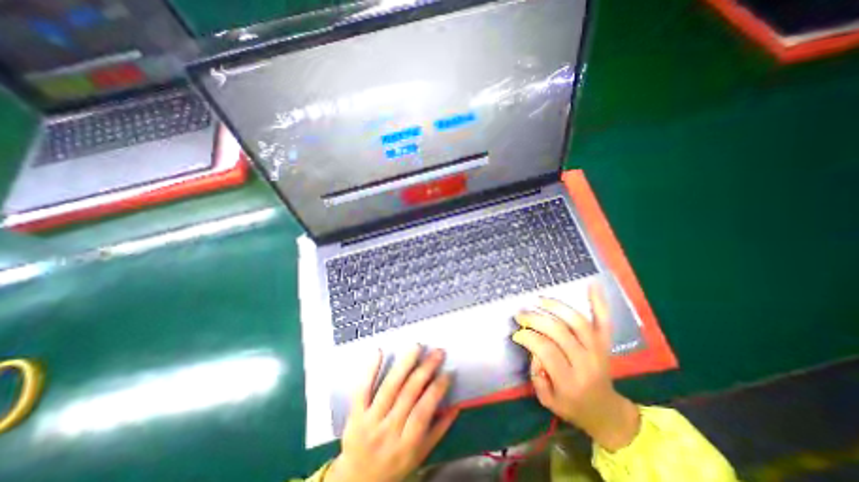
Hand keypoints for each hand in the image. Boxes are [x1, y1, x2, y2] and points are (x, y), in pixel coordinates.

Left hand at [326, 347, 459, 481]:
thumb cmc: (394, 467)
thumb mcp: (419, 456)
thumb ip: (438, 430)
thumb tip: (456, 406)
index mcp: (406, 445)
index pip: (423, 412)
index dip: (437, 390)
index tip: (448, 372)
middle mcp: (388, 432)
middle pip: (408, 394)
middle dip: (425, 370)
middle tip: (437, 352)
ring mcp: (369, 421)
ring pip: (389, 387)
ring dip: (404, 364)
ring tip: (417, 347)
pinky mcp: (355, 414)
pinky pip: (362, 389)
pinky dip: (370, 370)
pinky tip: (379, 352)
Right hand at [509, 284, 637, 449]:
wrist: (606, 412)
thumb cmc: (572, 406)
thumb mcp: (547, 400)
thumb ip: (537, 376)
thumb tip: (533, 349)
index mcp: (570, 380)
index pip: (546, 350)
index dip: (528, 337)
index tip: (516, 334)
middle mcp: (586, 362)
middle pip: (559, 331)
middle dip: (535, 319)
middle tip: (520, 314)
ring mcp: (598, 350)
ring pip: (577, 321)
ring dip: (556, 306)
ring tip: (539, 299)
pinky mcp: (606, 343)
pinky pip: (604, 320)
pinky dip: (599, 302)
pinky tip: (592, 284)